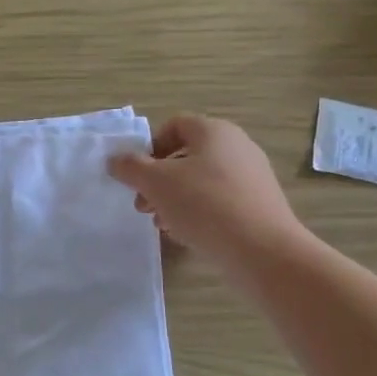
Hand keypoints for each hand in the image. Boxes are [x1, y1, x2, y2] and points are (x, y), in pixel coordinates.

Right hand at [108, 115, 305, 272]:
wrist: (262, 250)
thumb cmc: (204, 204)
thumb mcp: (156, 182)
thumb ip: (130, 167)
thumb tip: (115, 160)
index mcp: (214, 131)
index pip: (174, 125)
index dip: (150, 147)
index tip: (137, 175)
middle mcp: (237, 146)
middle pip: (186, 155)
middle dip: (158, 179)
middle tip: (143, 205)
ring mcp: (252, 176)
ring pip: (201, 180)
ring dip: (174, 198)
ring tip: (161, 224)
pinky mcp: (259, 205)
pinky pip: (220, 201)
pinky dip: (199, 212)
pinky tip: (187, 234)